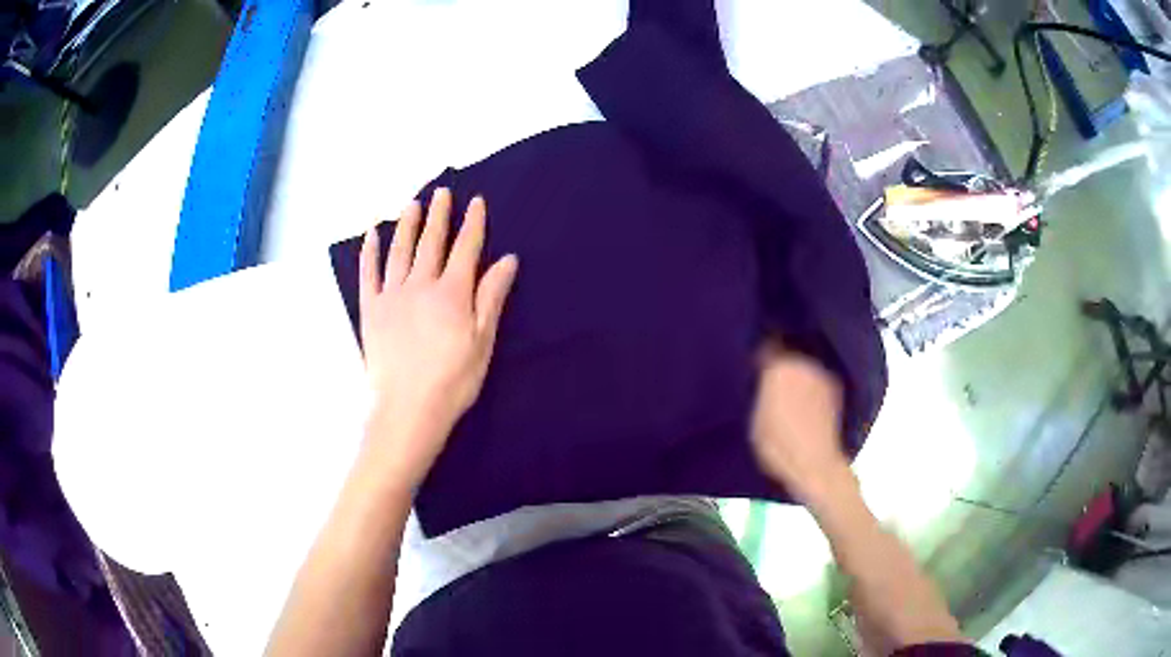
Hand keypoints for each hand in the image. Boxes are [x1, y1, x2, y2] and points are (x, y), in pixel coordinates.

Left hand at [359, 189, 517, 485]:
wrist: (407, 409)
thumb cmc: (453, 381)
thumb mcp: (483, 341)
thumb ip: (491, 297)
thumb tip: (507, 260)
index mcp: (451, 293)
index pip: (465, 249)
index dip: (473, 223)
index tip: (476, 201)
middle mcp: (420, 285)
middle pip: (431, 242)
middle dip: (438, 215)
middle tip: (441, 192)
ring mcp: (391, 295)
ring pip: (400, 251)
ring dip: (406, 224)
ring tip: (411, 203)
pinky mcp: (370, 310)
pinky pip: (368, 273)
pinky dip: (370, 252)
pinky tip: (372, 234)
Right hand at [750, 341, 851, 504]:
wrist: (816, 466)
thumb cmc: (779, 447)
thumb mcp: (756, 420)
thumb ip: (760, 392)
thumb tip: (763, 381)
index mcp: (779, 368)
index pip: (767, 346)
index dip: (761, 352)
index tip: (756, 360)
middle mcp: (804, 364)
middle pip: (789, 354)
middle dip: (781, 362)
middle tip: (772, 378)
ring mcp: (823, 376)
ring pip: (805, 366)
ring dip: (798, 373)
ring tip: (790, 392)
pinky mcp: (837, 390)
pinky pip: (818, 379)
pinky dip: (812, 385)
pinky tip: (807, 403)